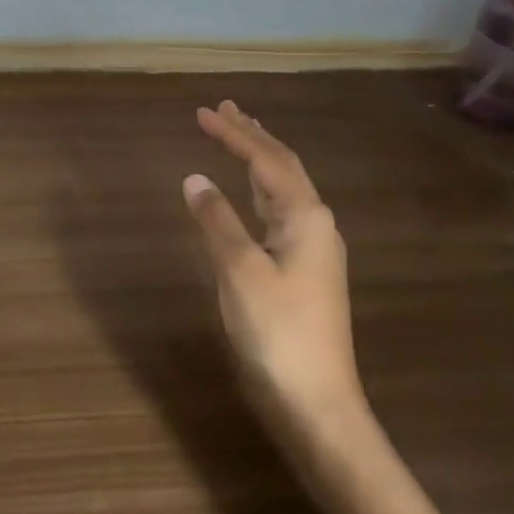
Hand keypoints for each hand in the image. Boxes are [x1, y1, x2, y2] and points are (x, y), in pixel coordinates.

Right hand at [184, 101, 367, 444]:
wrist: (318, 404)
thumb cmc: (278, 333)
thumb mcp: (239, 271)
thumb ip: (217, 219)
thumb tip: (195, 178)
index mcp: (305, 216)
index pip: (265, 159)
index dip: (233, 133)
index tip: (202, 111)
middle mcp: (315, 223)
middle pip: (281, 165)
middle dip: (252, 135)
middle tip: (225, 108)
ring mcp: (313, 248)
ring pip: (283, 188)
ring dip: (258, 159)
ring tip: (237, 134)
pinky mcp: (304, 270)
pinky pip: (279, 212)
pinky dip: (259, 189)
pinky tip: (249, 192)